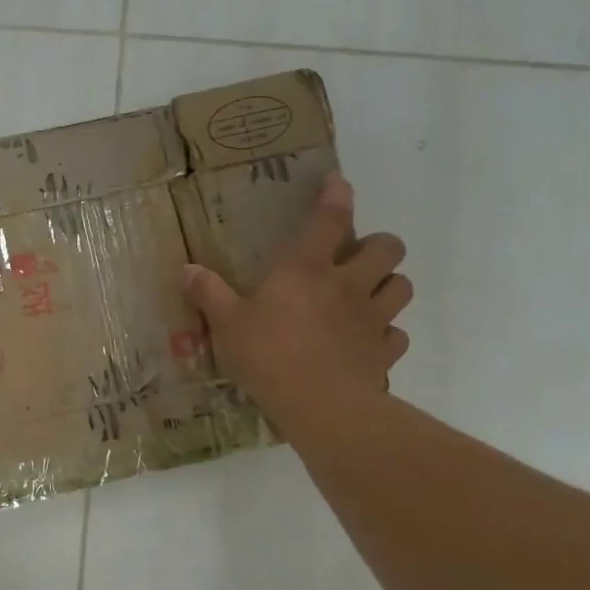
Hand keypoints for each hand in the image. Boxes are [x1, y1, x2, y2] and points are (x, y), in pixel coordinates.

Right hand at [183, 171, 410, 436]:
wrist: (321, 407)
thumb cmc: (269, 356)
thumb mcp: (228, 324)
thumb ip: (209, 294)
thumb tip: (186, 269)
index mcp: (307, 269)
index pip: (330, 219)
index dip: (337, 195)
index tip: (338, 182)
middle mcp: (348, 285)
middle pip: (388, 248)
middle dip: (379, 245)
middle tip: (357, 257)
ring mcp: (374, 319)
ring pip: (402, 286)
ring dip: (389, 284)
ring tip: (369, 294)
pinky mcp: (386, 352)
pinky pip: (398, 334)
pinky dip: (387, 333)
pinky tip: (368, 342)